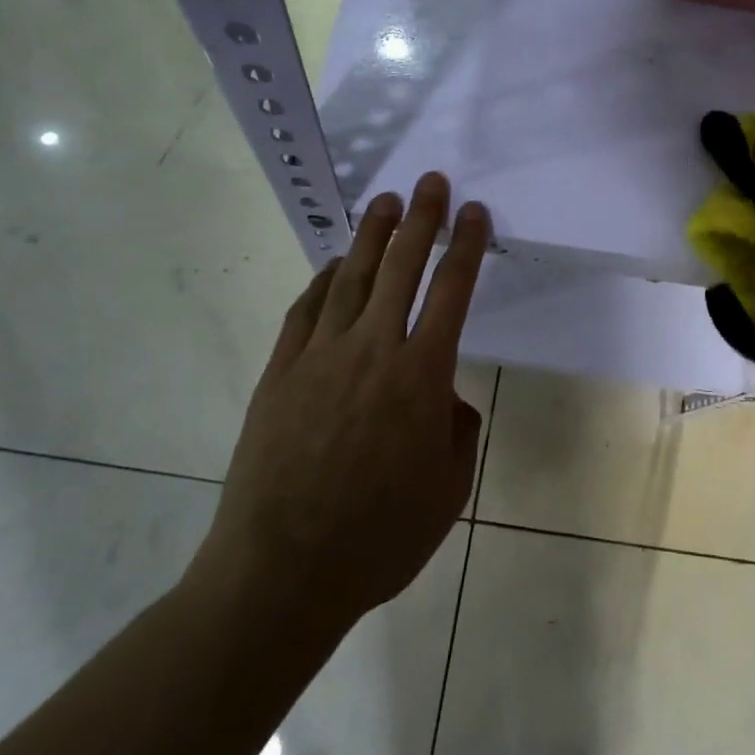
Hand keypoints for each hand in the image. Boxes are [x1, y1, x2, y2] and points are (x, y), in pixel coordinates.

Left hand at [189, 172, 489, 629]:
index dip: (466, 246)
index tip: (474, 212)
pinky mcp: (280, 372)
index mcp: (421, 375)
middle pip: (402, 267)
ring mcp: (320, 356)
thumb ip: (457, 433)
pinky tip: (334, 266)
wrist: (281, 572)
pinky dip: (323, 281)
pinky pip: (306, 311)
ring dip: (371, 236)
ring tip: (384, 203)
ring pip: (352, 278)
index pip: (452, 292)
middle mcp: (373, 350)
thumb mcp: (448, 491)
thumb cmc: (379, 538)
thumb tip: (445, 400)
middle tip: (429, 182)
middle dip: (420, 219)